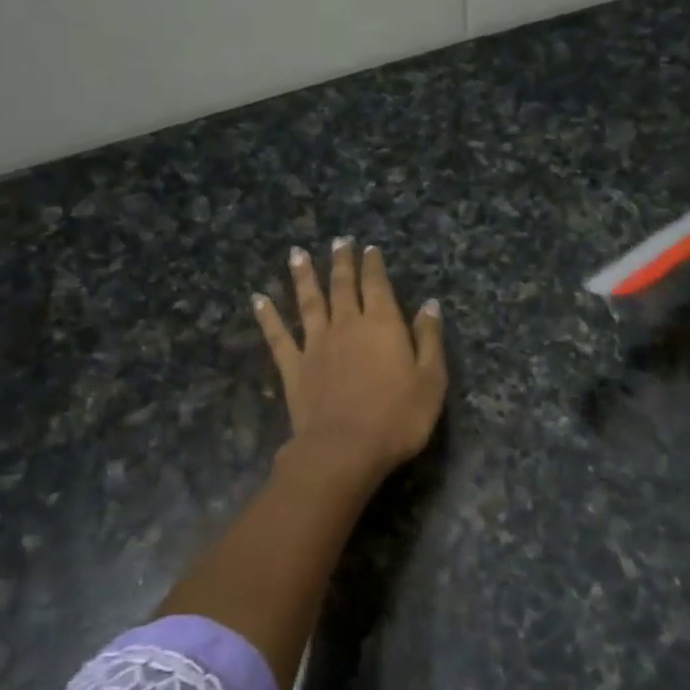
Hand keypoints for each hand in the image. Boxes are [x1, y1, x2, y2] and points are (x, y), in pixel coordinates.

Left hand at [253, 238, 447, 487]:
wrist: (344, 449)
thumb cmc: (397, 417)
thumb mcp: (431, 379)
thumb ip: (429, 339)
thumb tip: (429, 305)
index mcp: (382, 324)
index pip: (377, 285)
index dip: (373, 265)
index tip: (369, 248)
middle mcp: (346, 325)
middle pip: (342, 286)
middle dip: (341, 262)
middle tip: (338, 241)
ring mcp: (315, 345)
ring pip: (308, 302)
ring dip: (303, 277)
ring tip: (297, 254)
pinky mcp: (294, 367)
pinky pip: (278, 336)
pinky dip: (268, 317)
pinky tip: (258, 300)